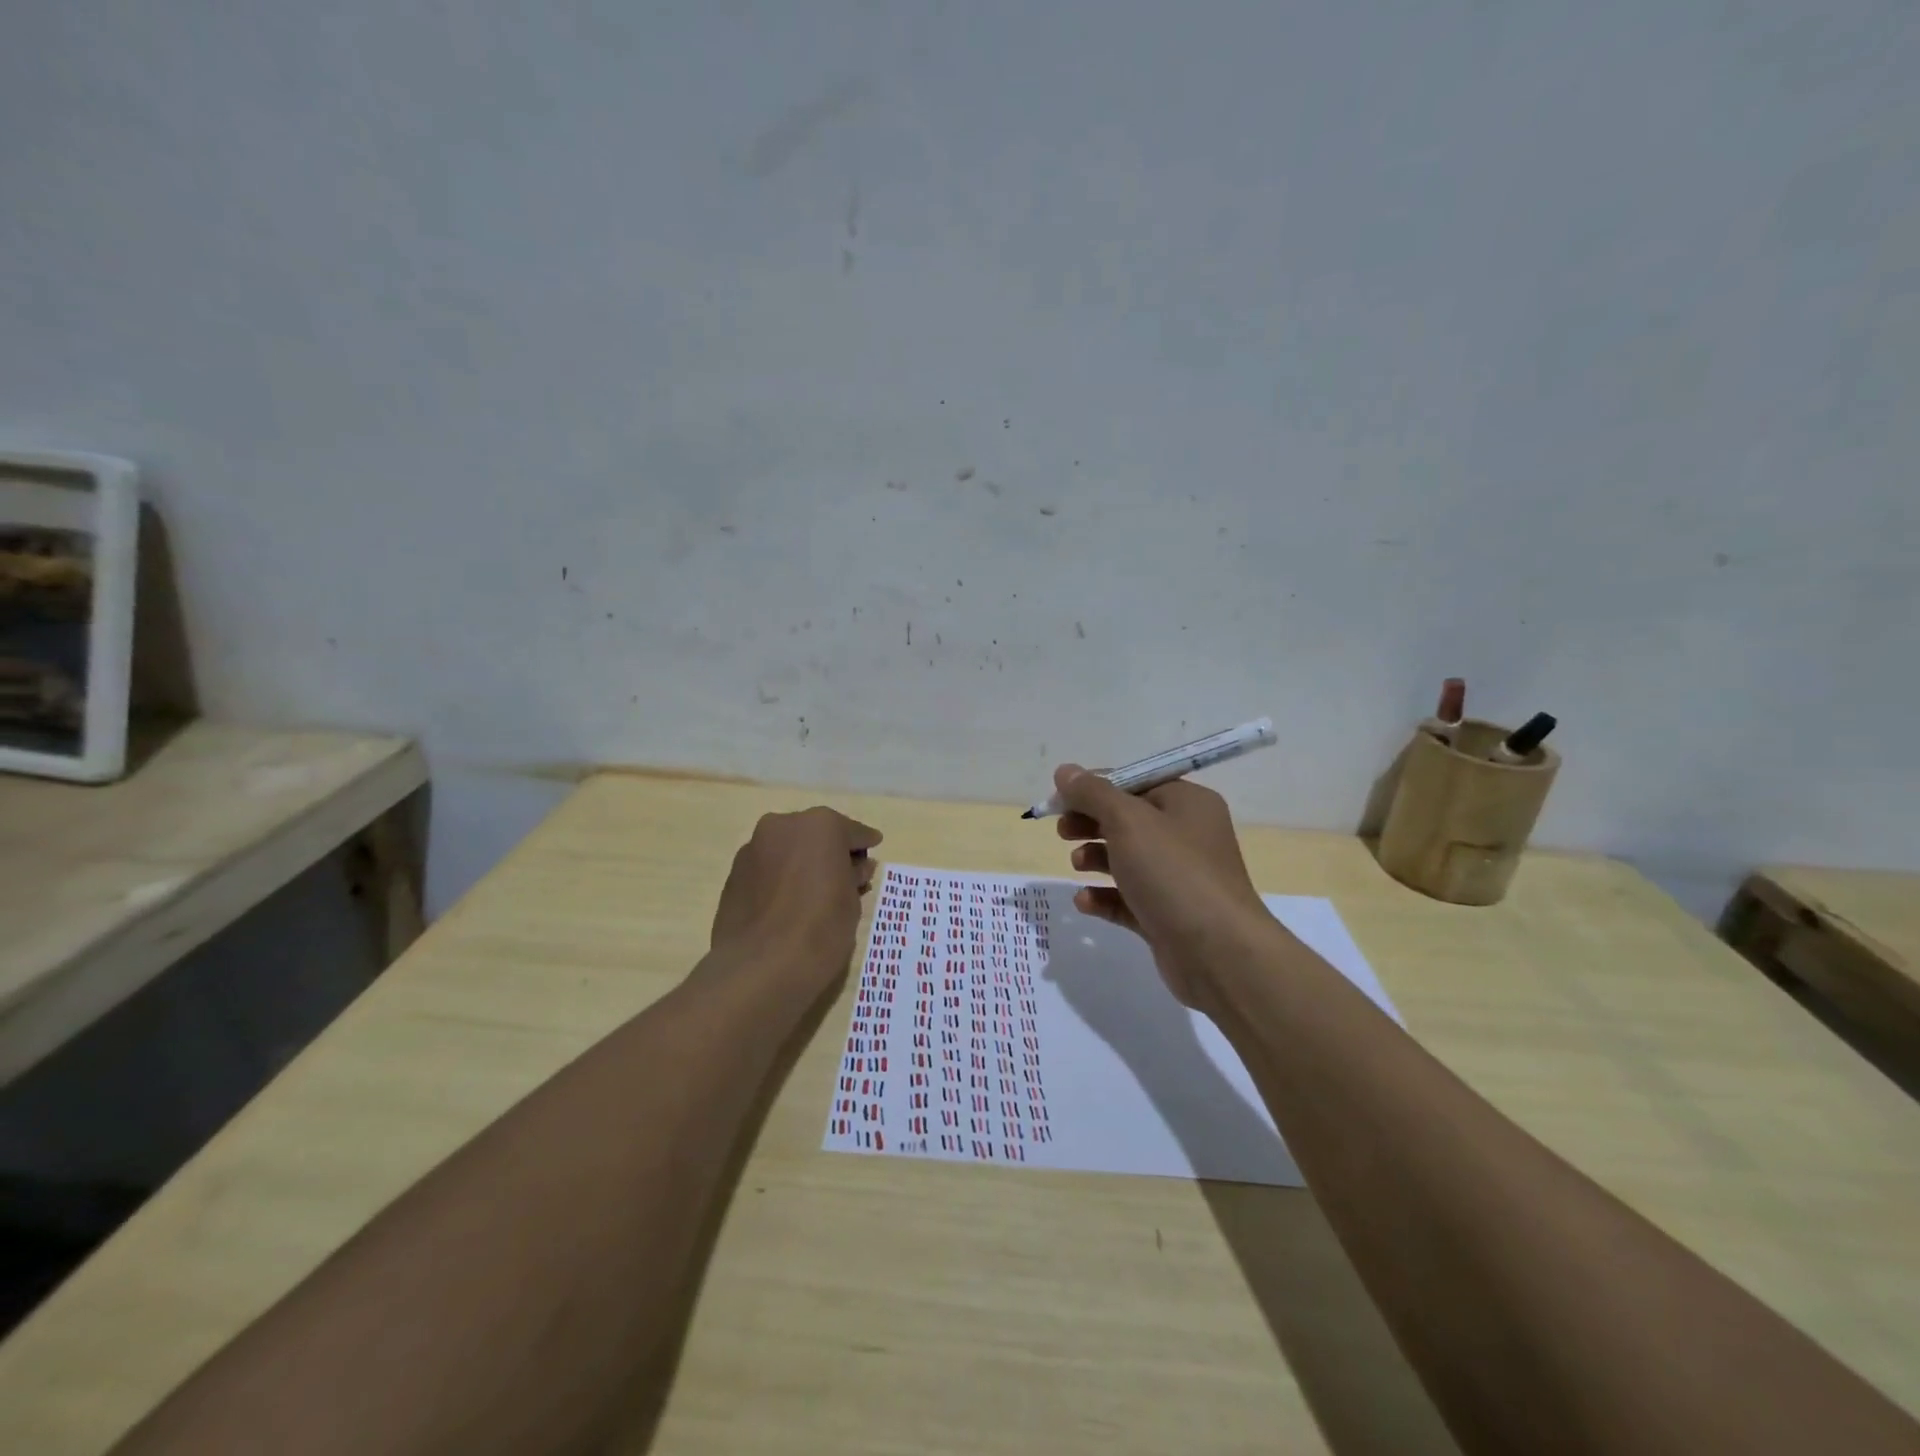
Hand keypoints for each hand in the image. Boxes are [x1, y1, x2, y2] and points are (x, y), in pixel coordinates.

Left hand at [708, 808, 881, 990]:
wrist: (760, 967)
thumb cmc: (820, 929)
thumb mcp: (852, 903)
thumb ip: (854, 877)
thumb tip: (855, 868)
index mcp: (820, 825)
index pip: (852, 832)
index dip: (864, 844)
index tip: (873, 850)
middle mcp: (783, 826)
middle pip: (815, 835)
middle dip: (829, 852)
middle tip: (843, 876)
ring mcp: (753, 848)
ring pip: (787, 850)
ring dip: (801, 863)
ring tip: (812, 893)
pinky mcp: (733, 874)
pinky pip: (767, 869)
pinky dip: (779, 879)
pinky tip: (787, 904)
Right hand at [1053, 764, 1275, 1007]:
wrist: (1219, 953)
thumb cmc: (1173, 873)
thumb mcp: (1128, 821)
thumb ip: (1093, 793)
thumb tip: (1064, 771)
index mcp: (1187, 803)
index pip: (1134, 782)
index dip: (1093, 787)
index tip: (1058, 800)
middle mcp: (1186, 835)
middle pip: (1128, 819)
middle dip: (1091, 822)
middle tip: (1062, 831)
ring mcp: (1179, 878)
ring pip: (1127, 859)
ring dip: (1095, 857)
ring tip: (1076, 864)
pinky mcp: (1168, 915)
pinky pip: (1129, 898)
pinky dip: (1104, 896)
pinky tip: (1084, 901)